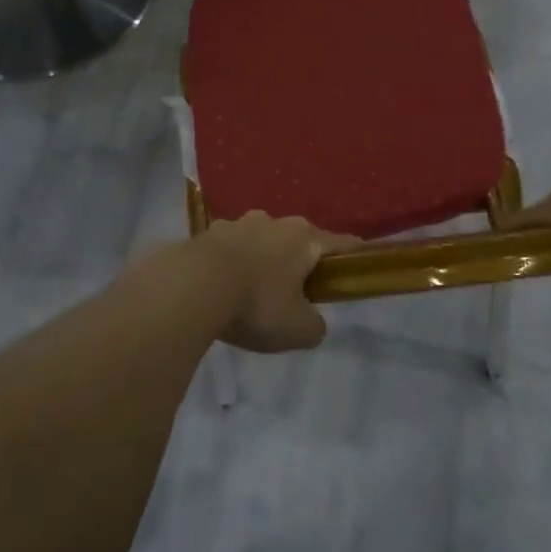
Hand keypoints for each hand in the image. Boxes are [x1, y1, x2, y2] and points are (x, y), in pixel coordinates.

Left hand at [193, 212, 360, 352]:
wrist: (190, 288)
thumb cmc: (256, 305)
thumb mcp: (298, 330)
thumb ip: (315, 325)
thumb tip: (311, 320)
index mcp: (304, 238)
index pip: (341, 243)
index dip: (354, 255)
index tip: (360, 264)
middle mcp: (273, 221)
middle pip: (297, 240)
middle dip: (299, 261)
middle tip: (297, 292)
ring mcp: (236, 223)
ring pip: (259, 241)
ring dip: (261, 260)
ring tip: (253, 291)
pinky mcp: (205, 233)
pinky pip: (228, 250)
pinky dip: (230, 265)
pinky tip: (221, 288)